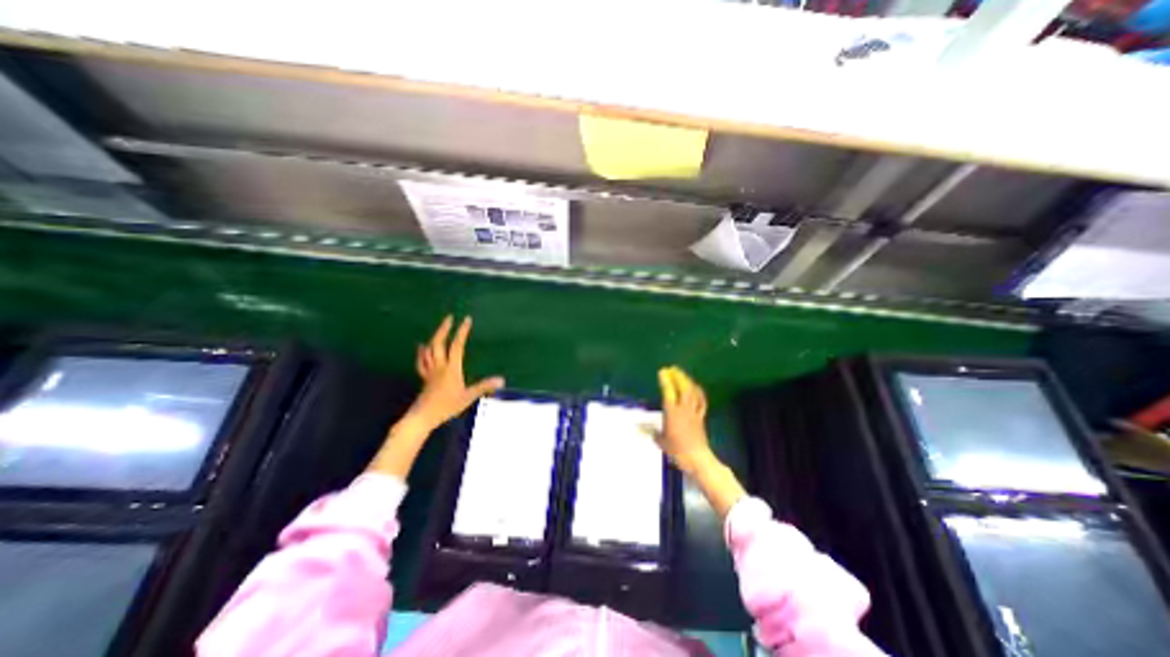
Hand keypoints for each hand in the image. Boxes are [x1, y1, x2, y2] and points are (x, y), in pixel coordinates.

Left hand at [369, 316, 502, 478]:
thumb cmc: (446, 406)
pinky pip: (422, 361)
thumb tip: (502, 379)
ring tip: (439, 329)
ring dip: (434, 337)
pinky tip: (421, 348)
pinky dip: (422, 352)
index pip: (457, 345)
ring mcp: (430, 371)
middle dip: (444, 329)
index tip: (467, 319)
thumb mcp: (468, 397)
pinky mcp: (424, 378)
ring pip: (429, 350)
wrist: (422, 416)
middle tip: (449, 318)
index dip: (462, 331)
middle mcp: (440, 366)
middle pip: (439, 343)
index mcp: (452, 368)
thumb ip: (484, 387)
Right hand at [655, 365, 744, 517]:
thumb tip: (639, 428)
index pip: (669, 391)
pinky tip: (696, 387)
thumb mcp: (661, 441)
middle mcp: (684, 408)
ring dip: (687, 381)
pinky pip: (701, 401)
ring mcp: (694, 412)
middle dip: (678, 376)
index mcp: (672, 412)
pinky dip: (698, 392)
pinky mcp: (701, 416)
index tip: (662, 371)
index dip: (665, 380)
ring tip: (682, 374)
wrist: (697, 458)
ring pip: (693, 392)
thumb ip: (652, 432)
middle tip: (672, 369)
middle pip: (683, 387)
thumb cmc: (677, 450)